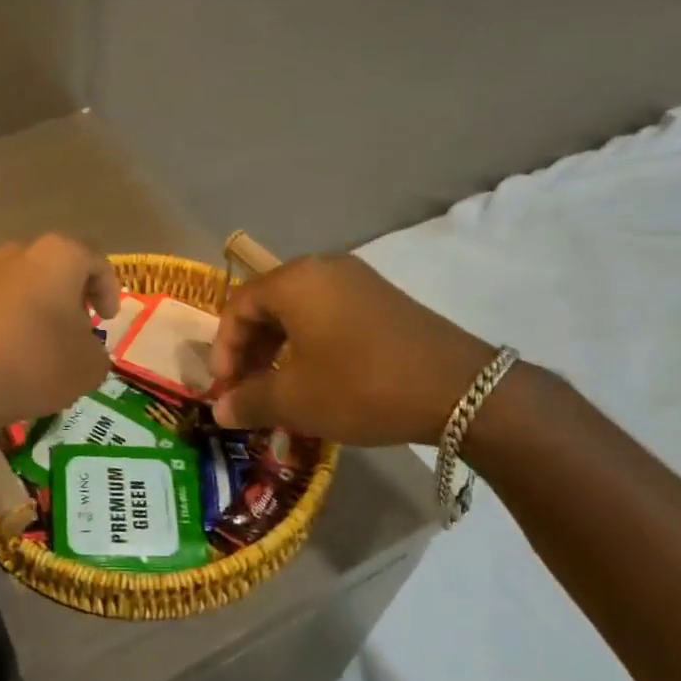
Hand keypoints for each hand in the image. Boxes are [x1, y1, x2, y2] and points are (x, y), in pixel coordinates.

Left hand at [0, 235, 121, 433]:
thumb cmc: (37, 362)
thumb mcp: (90, 365)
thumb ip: (98, 351)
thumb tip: (85, 350)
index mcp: (59, 255)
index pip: (96, 262)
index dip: (110, 291)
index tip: (109, 319)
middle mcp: (19, 254)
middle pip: (58, 269)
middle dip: (73, 297)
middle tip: (82, 329)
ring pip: (26, 286)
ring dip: (41, 310)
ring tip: (49, 346)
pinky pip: (0, 306)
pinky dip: (14, 323)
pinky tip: (17, 356)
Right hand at [211, 254, 494, 445]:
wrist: (461, 390)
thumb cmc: (362, 386)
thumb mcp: (296, 399)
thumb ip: (248, 401)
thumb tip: (219, 411)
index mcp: (295, 280)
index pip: (237, 306)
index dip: (223, 350)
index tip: (225, 390)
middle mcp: (323, 269)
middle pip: (267, 305)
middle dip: (250, 351)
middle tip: (248, 391)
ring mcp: (358, 281)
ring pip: (299, 312)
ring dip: (279, 350)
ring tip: (280, 389)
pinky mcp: (383, 300)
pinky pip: (329, 315)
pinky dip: (310, 344)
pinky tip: (318, 379)